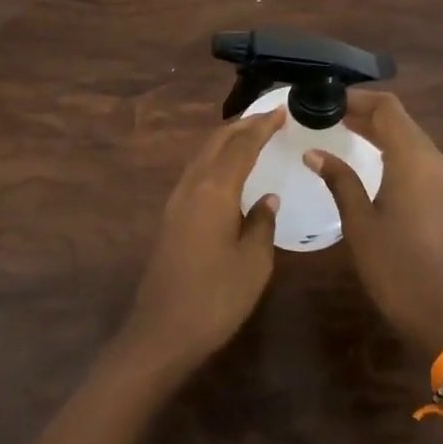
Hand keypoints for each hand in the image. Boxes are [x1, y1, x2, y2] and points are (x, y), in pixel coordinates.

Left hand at [121, 107, 286, 371]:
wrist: (162, 332)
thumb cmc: (215, 298)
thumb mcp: (253, 263)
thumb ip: (262, 224)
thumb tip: (266, 199)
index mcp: (215, 191)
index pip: (242, 146)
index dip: (262, 127)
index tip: (281, 112)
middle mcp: (192, 186)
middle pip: (217, 142)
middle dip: (243, 125)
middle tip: (269, 117)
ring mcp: (177, 201)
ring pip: (203, 155)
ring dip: (227, 140)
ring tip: (251, 135)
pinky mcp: (171, 217)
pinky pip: (196, 172)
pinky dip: (216, 159)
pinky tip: (228, 170)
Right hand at [307, 91, 442, 361]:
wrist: (441, 313)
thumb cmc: (394, 265)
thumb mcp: (359, 221)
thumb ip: (339, 179)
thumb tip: (314, 152)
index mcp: (414, 160)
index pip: (388, 108)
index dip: (358, 98)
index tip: (328, 100)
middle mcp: (436, 161)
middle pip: (401, 121)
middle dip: (366, 113)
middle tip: (330, 115)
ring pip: (412, 139)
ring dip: (381, 131)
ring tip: (345, 132)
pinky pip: (420, 160)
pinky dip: (395, 151)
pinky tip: (372, 163)